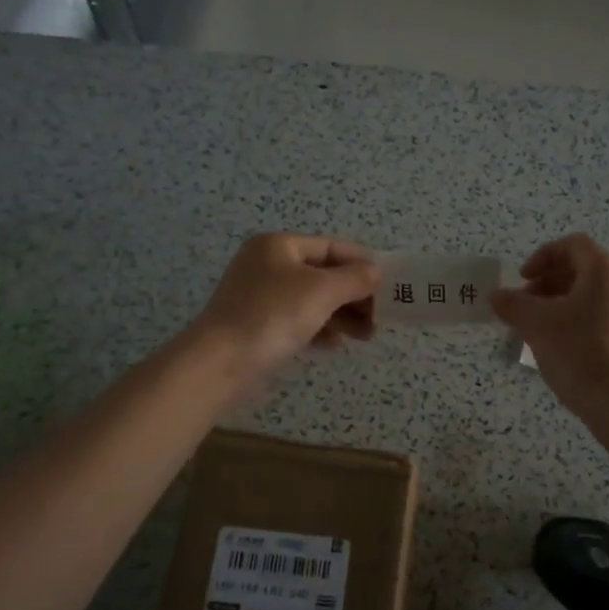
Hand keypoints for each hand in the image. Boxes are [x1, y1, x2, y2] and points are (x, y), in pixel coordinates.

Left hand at [191, 234, 379, 387]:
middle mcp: (267, 264)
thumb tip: (376, 272)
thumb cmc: (272, 316)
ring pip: (312, 299)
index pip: (331, 247)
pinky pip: (297, 320)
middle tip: (381, 316)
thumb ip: (355, 279)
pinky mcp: (256, 325)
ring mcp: (259, 296)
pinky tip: (336, 344)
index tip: (390, 284)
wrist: (218, 364)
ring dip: (342, 315)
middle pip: (323, 274)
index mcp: (279, 245)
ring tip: (367, 335)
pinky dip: (319, 329)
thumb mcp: (322, 291)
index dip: (362, 263)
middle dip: (354, 294)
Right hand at [491, 235, 608, 414]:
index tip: (522, 279)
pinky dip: (570, 321)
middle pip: (579, 270)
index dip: (542, 256)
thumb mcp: (538, 324)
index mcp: (604, 271)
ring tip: (531, 329)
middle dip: (545, 282)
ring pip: (585, 296)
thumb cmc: (580, 352)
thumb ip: (513, 304)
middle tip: (522, 305)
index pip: (572, 245)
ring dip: (554, 304)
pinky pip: (594, 316)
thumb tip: (497, 296)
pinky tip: (552, 347)